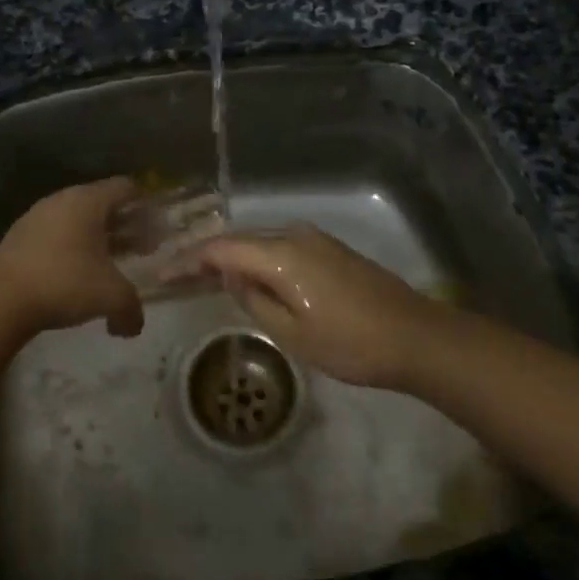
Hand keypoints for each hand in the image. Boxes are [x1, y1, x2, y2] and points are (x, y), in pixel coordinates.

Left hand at [0, 177, 144, 338]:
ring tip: (103, 263)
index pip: (125, 187)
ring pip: (75, 217)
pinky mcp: (16, 235)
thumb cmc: (65, 285)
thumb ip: (131, 309)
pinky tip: (70, 272)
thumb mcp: (111, 298)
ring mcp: (36, 215)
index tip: (154, 227)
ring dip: (94, 235)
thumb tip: (133, 326)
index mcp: (88, 201)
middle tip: (137, 248)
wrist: (2, 302)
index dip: (144, 205)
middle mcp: (62, 199)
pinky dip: (68, 245)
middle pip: (101, 202)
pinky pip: (53, 232)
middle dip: (122, 224)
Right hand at [196, 225, 443, 388]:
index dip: (189, 259)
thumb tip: (231, 277)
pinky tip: (249, 276)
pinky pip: (281, 248)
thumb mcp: (293, 334)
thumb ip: (254, 300)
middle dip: (207, 256)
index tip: (162, 273)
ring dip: (233, 258)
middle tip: (177, 275)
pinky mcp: (329, 250)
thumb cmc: (351, 343)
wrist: (415, 336)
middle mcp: (294, 236)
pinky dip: (258, 260)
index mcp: (281, 255)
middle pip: (240, 240)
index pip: (222, 249)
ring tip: (205, 277)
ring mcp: (315, 240)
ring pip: (261, 243)